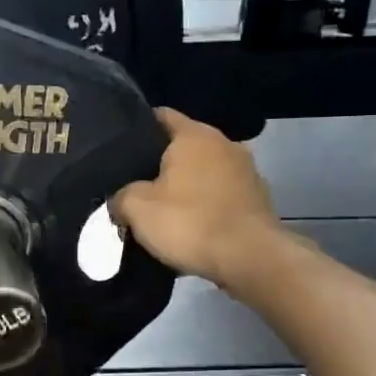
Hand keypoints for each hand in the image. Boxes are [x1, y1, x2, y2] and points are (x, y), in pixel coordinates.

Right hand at [110, 108, 288, 289]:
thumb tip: (119, 201)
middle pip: (182, 146)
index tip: (118, 147)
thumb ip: (120, 196)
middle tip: (132, 184)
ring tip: (160, 209)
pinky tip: (189, 227)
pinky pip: (220, 196)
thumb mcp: (136, 208)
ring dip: (184, 187)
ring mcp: (246, 171)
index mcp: (194, 135)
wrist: (250, 259)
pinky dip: (205, 206)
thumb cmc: (189, 222)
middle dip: (159, 163)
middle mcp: (225, 144)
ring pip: (203, 172)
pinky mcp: (257, 200)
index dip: (136, 128)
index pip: (160, 116)